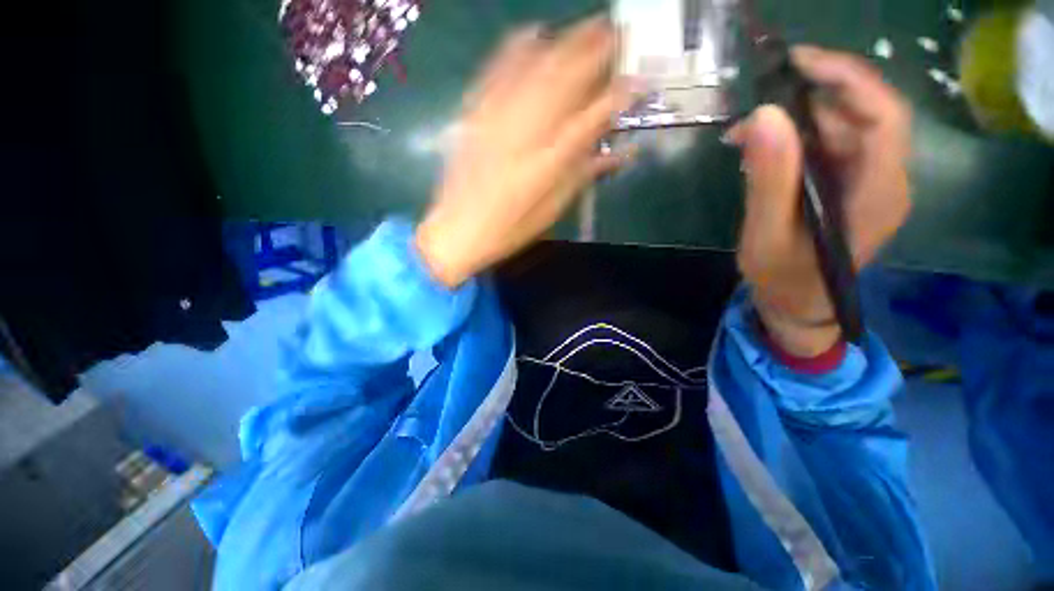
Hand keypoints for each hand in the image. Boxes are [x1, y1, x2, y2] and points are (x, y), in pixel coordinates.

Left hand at [415, 17, 632, 287]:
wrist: (459, 230)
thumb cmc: (511, 228)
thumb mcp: (552, 209)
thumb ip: (583, 175)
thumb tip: (618, 153)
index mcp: (550, 162)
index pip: (593, 118)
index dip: (619, 96)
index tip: (638, 79)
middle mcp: (527, 132)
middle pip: (566, 80)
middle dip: (595, 51)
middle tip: (617, 32)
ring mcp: (497, 119)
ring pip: (534, 69)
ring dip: (564, 42)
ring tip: (586, 26)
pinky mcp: (475, 115)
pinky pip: (496, 71)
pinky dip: (516, 48)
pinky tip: (532, 32)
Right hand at [727, 46, 912, 355]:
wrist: (798, 306)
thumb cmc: (784, 279)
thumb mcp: (767, 235)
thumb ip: (770, 180)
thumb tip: (764, 115)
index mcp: (878, 191)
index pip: (883, 114)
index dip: (847, 78)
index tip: (797, 63)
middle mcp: (886, 178)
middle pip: (862, 115)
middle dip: (809, 102)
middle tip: (754, 114)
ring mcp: (870, 182)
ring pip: (843, 129)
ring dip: (796, 123)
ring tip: (747, 137)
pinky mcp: (850, 187)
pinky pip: (830, 148)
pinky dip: (796, 141)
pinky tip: (764, 154)